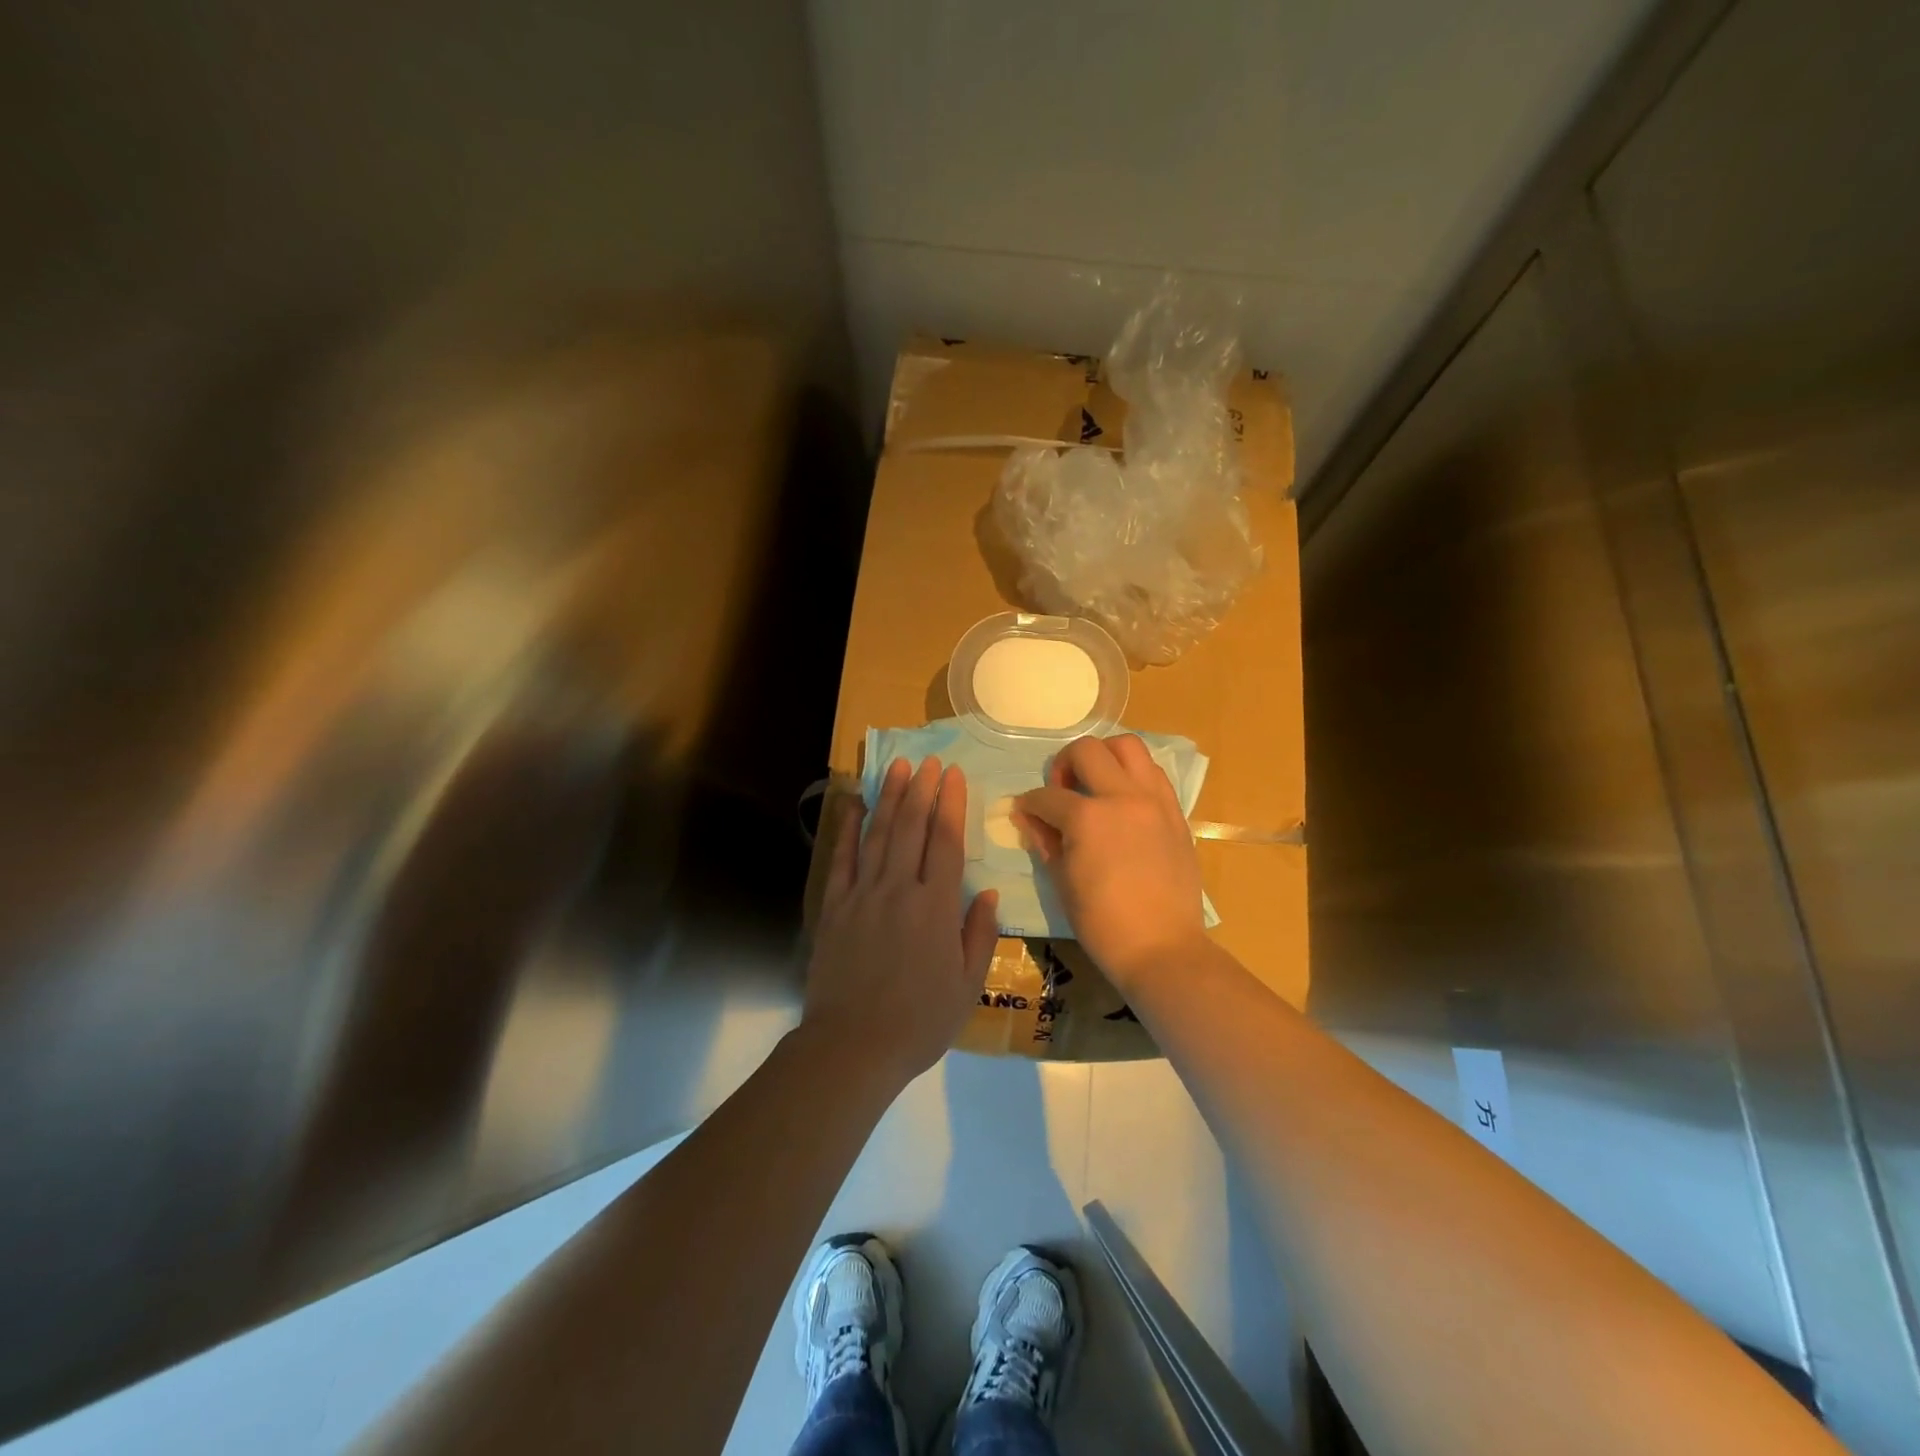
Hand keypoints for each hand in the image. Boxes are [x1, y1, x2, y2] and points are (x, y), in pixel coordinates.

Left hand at [804, 757, 999, 1087]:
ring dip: (889, 798)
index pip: (946, 842)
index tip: (953, 775)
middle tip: (929, 761)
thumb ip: (979, 935)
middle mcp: (900, 889)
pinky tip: (854, 804)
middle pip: (911, 828)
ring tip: (897, 767)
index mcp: (936, 907)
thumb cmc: (919, 1022)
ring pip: (878, 834)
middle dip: (922, 790)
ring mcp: (863, 895)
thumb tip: (987, 893)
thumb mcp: (966, 986)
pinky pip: (841, 859)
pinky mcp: (834, 907)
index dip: (951, 805)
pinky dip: (847, 829)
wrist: (852, 1046)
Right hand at [1016, 735, 1207, 994]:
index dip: (1029, 803)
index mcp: (1087, 818)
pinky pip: (1154, 774)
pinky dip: (1134, 776)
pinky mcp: (1175, 812)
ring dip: (1105, 757)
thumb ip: (1045, 841)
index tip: (1025, 811)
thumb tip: (1029, 818)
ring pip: (1129, 747)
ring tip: (1096, 784)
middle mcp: (1122, 797)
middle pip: (1087, 750)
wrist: (1161, 948)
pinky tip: (1124, 800)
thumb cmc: (1102, 923)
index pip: (1047, 796)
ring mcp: (1154, 801)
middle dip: (1064, 764)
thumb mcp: (1062, 882)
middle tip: (1062, 790)